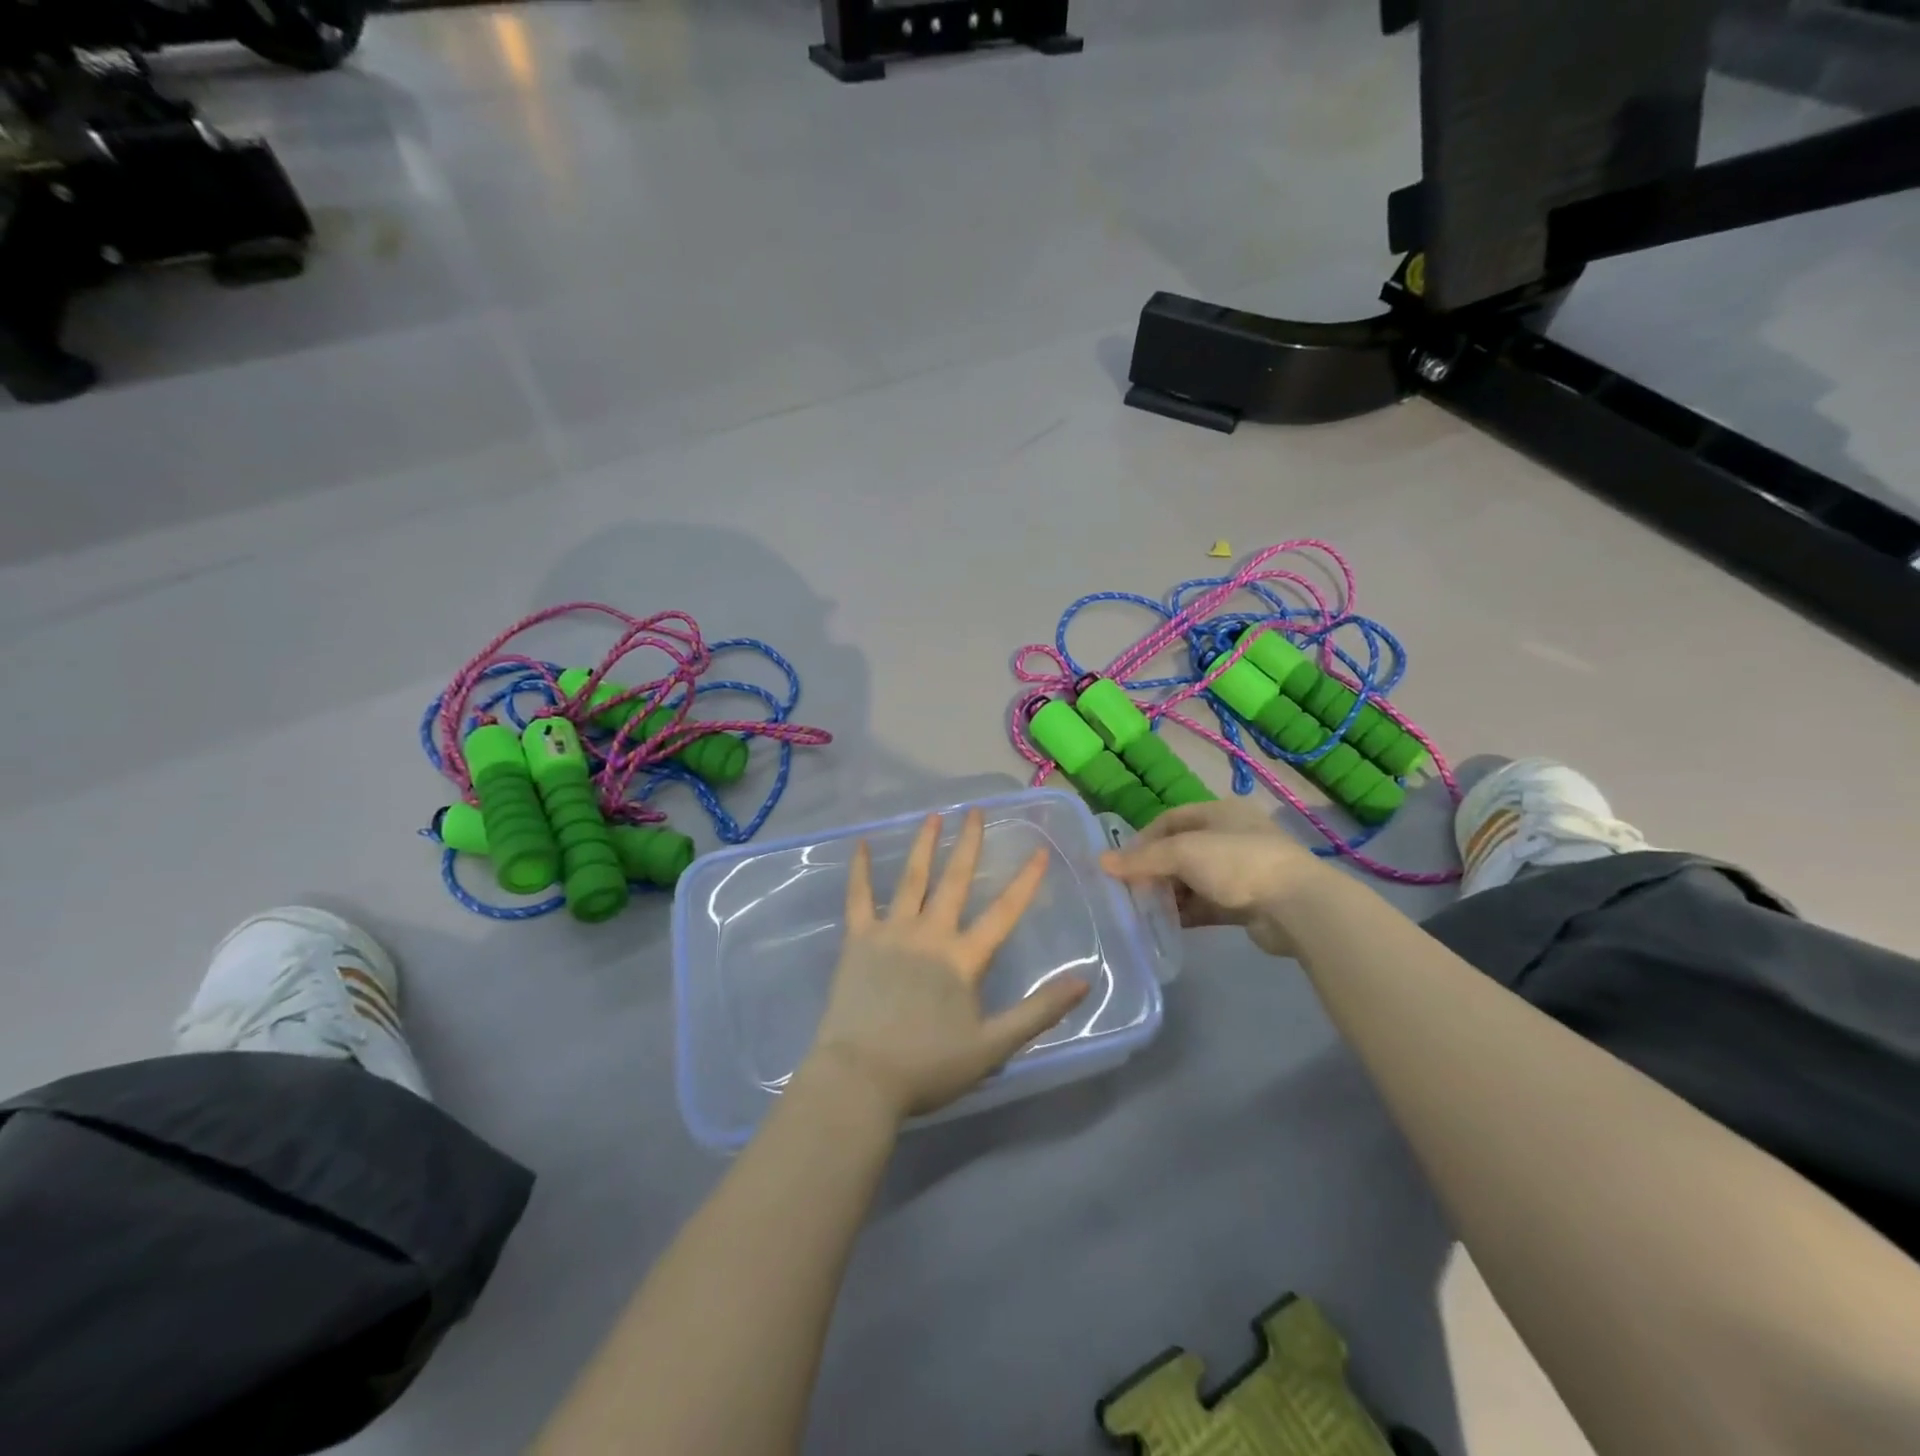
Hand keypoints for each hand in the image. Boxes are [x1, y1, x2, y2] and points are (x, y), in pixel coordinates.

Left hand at [807, 810, 1091, 1120]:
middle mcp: (930, 933)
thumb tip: (1083, 982)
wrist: (861, 1077)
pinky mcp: (858, 940)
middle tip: (976, 811)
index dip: (1025, 882)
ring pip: (911, 879)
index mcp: (963, 958)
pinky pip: (858, 898)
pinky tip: (860, 844)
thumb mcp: (993, 1047)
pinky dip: (860, 870)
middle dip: (968, 844)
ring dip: (924, 845)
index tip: (1040, 850)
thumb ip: (1039, 1012)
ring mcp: (892, 932)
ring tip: (934, 815)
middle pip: (954, 880)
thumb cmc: (928, 1066)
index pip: (1003, 913)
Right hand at [1101, 799, 1331, 956]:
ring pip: (1193, 880)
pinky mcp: (1247, 902)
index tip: (1122, 864)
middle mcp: (1230, 836)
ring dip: (1169, 894)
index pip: (1170, 820)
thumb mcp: (1183, 853)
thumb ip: (1142, 859)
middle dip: (1154, 870)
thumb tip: (1101, 862)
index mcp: (1219, 812)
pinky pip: (1207, 904)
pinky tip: (1167, 925)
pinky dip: (1187, 912)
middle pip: (1180, 851)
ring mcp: (1241, 870)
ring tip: (1144, 910)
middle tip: (1130, 890)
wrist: (1296, 906)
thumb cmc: (1237, 863)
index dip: (1143, 839)